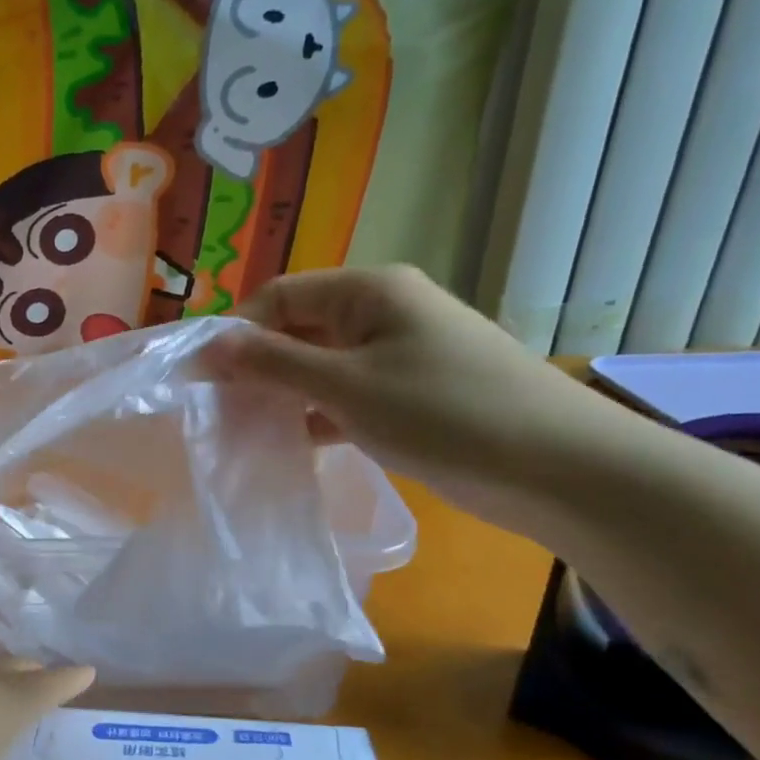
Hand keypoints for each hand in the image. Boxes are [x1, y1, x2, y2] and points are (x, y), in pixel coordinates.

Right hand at [222, 265, 617, 526]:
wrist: (557, 468)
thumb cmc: (443, 412)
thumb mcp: (346, 386)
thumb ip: (273, 363)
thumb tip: (210, 345)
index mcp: (370, 291)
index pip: (282, 295)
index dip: (237, 332)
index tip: (202, 378)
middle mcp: (383, 312)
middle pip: (301, 328)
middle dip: (258, 366)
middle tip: (219, 410)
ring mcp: (400, 355)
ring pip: (322, 365)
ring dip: (285, 394)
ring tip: (246, 430)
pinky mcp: (412, 394)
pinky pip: (347, 394)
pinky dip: (317, 415)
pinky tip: (291, 445)